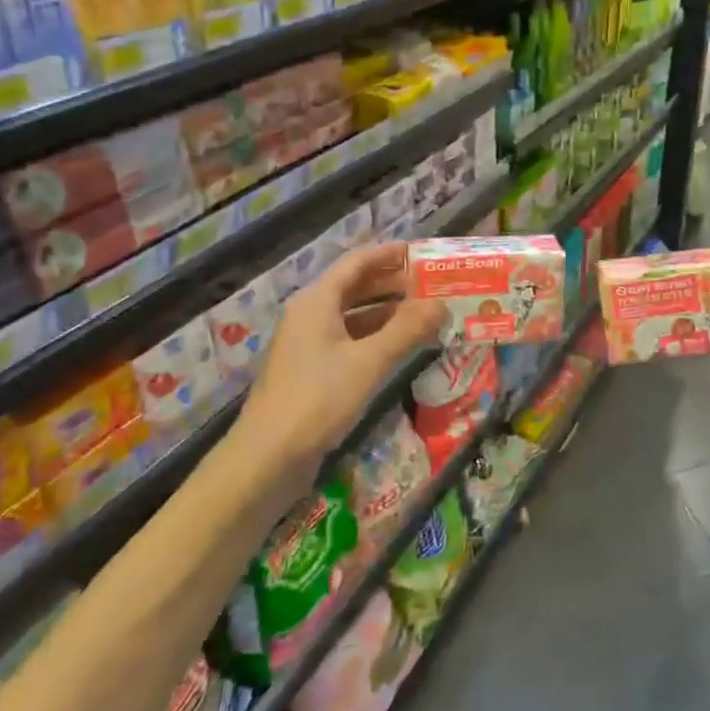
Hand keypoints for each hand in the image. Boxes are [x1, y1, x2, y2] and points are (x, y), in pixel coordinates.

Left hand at [240, 243, 443, 472]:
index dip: (390, 254)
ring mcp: (309, 344)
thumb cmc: (318, 399)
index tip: (423, 253)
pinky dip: (377, 338)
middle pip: (356, 287)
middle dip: (394, 284)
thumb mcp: (369, 361)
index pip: (357, 262)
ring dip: (388, 313)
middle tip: (433, 284)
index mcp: (317, 301)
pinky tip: (402, 348)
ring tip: (426, 314)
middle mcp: (311, 315)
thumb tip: (441, 303)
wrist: (268, 457)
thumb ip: (407, 329)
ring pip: (354, 316)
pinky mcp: (313, 371)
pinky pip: (350, 341)